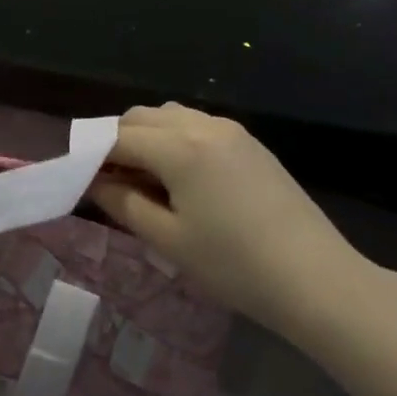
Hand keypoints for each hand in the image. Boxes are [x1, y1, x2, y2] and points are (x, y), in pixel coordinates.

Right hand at [91, 104, 372, 342]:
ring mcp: (230, 130)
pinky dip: (175, 140)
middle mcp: (201, 124)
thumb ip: (122, 202)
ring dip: (147, 137)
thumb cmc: (234, 265)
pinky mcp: (250, 142)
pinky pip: (197, 125)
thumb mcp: (168, 239)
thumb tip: (92, 182)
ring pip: (169, 116)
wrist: (317, 279)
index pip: (117, 138)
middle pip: (140, 117)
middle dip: (117, 142)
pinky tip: (182, 179)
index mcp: (178, 147)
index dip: (92, 157)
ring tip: (147, 181)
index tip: (79, 181)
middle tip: (111, 183)